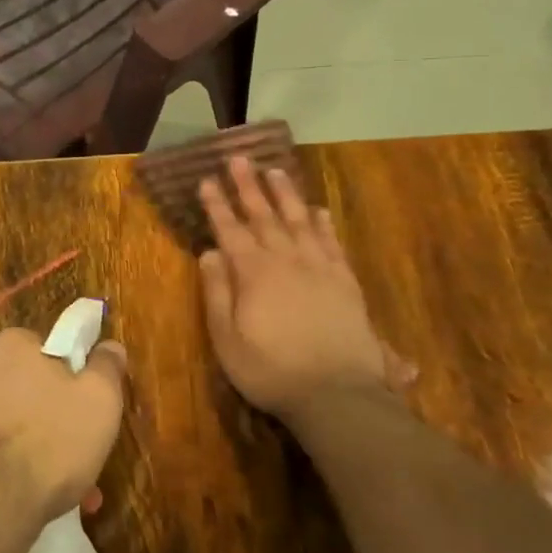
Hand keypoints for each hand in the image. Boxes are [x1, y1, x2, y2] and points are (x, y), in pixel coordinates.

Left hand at [0, 327, 127, 524]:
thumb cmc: (52, 440)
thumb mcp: (100, 399)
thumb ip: (107, 366)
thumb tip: (109, 346)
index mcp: (13, 343)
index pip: (54, 349)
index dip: (77, 378)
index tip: (91, 409)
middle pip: (36, 387)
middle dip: (60, 417)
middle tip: (84, 450)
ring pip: (20, 420)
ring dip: (44, 445)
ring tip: (70, 484)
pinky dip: (19, 462)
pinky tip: (40, 493)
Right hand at [198, 157, 411, 428]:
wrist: (337, 394)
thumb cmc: (271, 371)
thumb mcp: (227, 339)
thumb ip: (218, 293)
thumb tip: (209, 252)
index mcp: (254, 274)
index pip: (230, 230)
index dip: (217, 205)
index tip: (206, 180)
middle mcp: (286, 261)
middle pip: (264, 216)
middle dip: (248, 186)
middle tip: (238, 158)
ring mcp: (319, 268)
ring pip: (299, 221)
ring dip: (285, 194)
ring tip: (275, 170)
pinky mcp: (345, 282)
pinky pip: (332, 243)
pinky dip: (323, 223)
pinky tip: (317, 210)